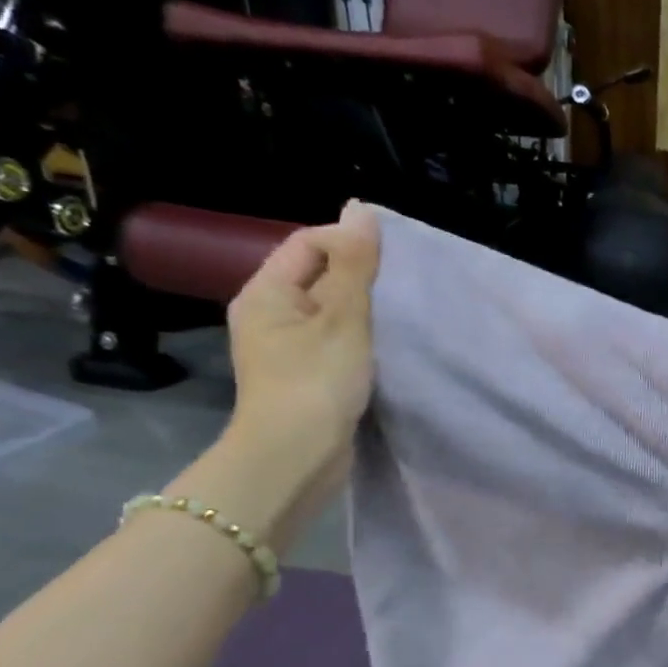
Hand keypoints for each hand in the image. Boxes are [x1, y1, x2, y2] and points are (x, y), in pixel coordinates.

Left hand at [211, 202, 380, 545]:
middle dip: (361, 277)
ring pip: (331, 310)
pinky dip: (360, 337)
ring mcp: (286, 347)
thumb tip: (360, 208)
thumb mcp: (343, 316)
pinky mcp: (305, 374)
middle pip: (320, 275)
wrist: (296, 458)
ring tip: (398, 316)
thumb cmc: (316, 380)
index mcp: (266, 292)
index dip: (350, 243)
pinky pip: (334, 339)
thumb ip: (355, 263)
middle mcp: (269, 314)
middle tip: (401, 289)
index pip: (309, 243)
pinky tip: (385, 345)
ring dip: (364, 309)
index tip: (391, 264)